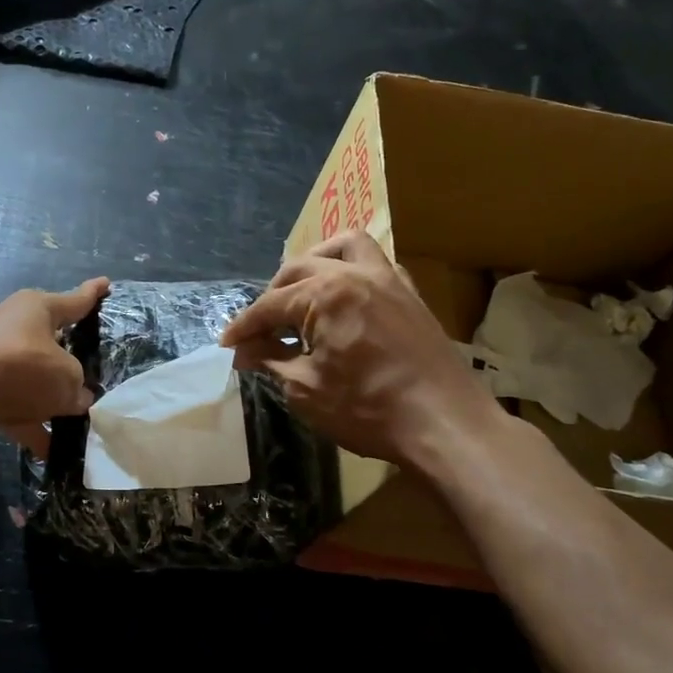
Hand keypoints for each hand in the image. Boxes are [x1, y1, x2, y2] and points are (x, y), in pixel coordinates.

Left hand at [0, 277, 108, 452]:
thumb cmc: (22, 367)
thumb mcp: (67, 377)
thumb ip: (77, 386)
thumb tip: (76, 397)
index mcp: (37, 308)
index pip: (74, 300)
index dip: (92, 294)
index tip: (106, 282)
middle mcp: (12, 324)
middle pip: (48, 341)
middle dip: (67, 360)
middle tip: (87, 373)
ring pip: (29, 376)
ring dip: (47, 399)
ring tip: (72, 421)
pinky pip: (12, 404)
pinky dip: (29, 424)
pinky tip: (47, 450)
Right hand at [220, 233, 496, 468]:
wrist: (445, 425)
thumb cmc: (368, 410)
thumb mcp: (305, 389)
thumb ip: (271, 361)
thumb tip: (243, 351)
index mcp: (325, 293)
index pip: (270, 304)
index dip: (244, 326)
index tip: (227, 345)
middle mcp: (356, 273)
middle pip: (299, 269)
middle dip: (272, 296)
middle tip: (260, 330)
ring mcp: (389, 280)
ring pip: (343, 247)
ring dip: (315, 263)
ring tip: (301, 292)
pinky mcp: (411, 295)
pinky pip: (376, 264)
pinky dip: (352, 271)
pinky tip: (344, 300)